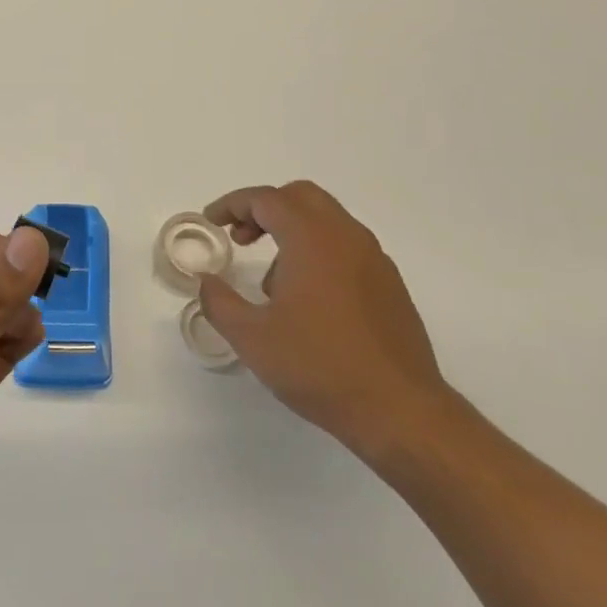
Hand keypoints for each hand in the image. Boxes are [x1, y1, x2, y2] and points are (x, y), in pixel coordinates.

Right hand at [198, 180, 449, 459]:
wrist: (399, 410)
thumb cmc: (319, 367)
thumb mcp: (252, 338)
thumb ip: (219, 302)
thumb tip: (206, 281)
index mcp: (312, 239)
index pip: (266, 199)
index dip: (232, 204)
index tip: (211, 222)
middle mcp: (346, 237)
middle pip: (300, 196)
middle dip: (264, 209)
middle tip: (239, 238)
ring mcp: (374, 259)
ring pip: (326, 219)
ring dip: (291, 230)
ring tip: (270, 281)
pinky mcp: (389, 284)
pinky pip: (346, 246)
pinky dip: (317, 250)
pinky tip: (306, 300)